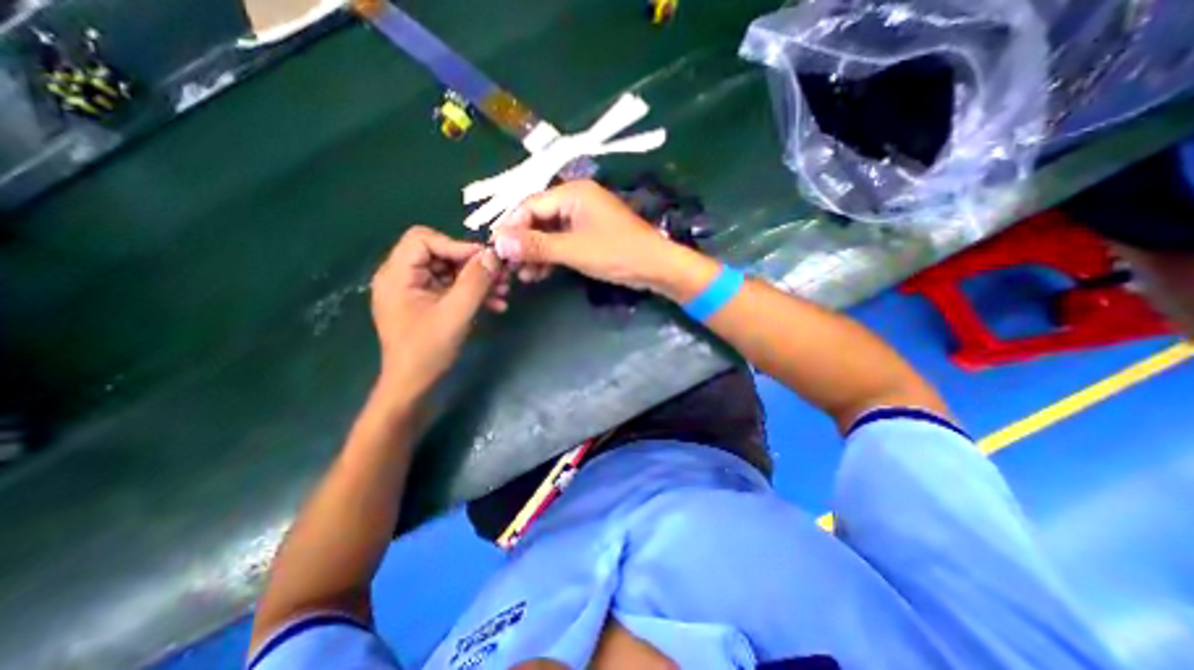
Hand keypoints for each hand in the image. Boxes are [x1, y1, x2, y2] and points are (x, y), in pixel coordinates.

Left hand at [371, 227, 504, 394]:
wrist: (413, 385)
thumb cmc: (428, 350)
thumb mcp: (456, 313)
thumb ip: (475, 281)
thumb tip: (493, 255)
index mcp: (397, 274)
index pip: (424, 239)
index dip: (457, 246)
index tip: (487, 261)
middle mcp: (403, 277)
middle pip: (441, 255)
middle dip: (474, 266)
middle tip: (502, 276)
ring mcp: (416, 291)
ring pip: (451, 272)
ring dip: (479, 281)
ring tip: (504, 292)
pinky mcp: (428, 304)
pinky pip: (452, 289)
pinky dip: (473, 294)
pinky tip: (496, 305)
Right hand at [487, 177, 679, 289]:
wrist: (655, 267)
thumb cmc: (616, 253)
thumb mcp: (573, 250)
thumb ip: (536, 245)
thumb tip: (499, 243)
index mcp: (572, 193)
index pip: (529, 205)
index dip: (510, 227)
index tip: (495, 249)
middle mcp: (576, 200)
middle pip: (538, 219)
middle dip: (522, 243)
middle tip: (507, 266)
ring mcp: (583, 218)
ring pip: (549, 233)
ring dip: (535, 253)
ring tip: (523, 276)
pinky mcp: (589, 235)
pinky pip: (562, 242)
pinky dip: (551, 257)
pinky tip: (539, 274)